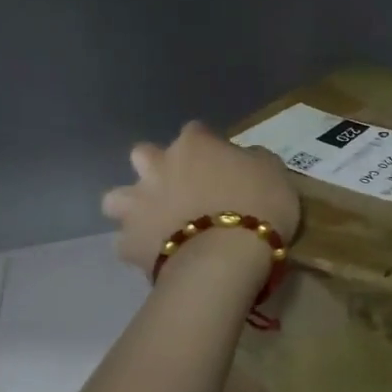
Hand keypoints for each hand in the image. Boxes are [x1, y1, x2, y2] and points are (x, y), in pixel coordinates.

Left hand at [101, 121, 300, 274]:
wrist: (224, 259)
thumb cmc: (258, 207)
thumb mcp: (274, 173)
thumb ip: (254, 160)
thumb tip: (246, 160)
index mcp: (194, 145)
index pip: (196, 131)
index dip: (208, 148)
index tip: (223, 165)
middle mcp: (158, 166)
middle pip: (144, 155)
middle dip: (156, 168)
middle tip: (181, 189)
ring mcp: (138, 204)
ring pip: (117, 198)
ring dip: (133, 205)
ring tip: (156, 222)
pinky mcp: (129, 242)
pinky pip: (126, 242)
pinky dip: (139, 247)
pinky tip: (157, 255)